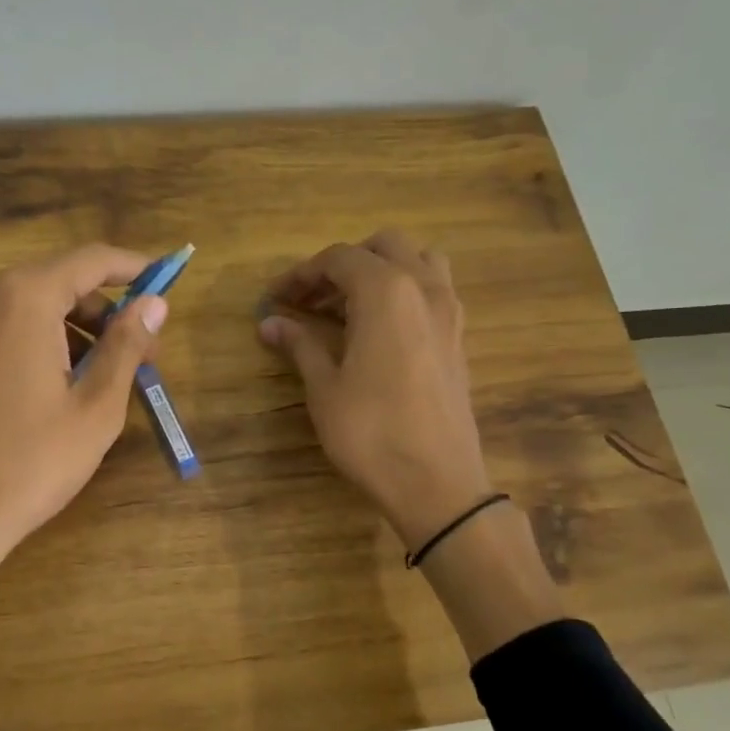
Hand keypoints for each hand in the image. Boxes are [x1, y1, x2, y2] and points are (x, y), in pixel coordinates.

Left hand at [0, 244, 168, 560]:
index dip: (131, 268)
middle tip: (136, 354)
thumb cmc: (31, 462)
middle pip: (54, 284)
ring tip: (92, 379)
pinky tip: (43, 389)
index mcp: (22, 297)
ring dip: (64, 331)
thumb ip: (126, 344)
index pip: (89, 260)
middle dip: (100, 313)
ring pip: (21, 309)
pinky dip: (26, 344)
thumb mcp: (95, 407)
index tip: (161, 279)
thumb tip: (154, 303)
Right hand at [258, 230, 493, 550]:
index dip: (302, 273)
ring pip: (418, 261)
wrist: (436, 483)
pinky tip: (379, 329)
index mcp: (386, 292)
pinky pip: (433, 291)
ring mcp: (449, 312)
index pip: (339, 259)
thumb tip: (270, 322)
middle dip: (344, 263)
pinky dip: (404, 292)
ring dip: (382, 270)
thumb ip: (300, 344)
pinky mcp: (459, 338)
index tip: (276, 297)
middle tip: (312, 297)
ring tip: (349, 305)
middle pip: (384, 246)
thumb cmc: (370, 431)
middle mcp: (424, 288)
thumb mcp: (324, 387)